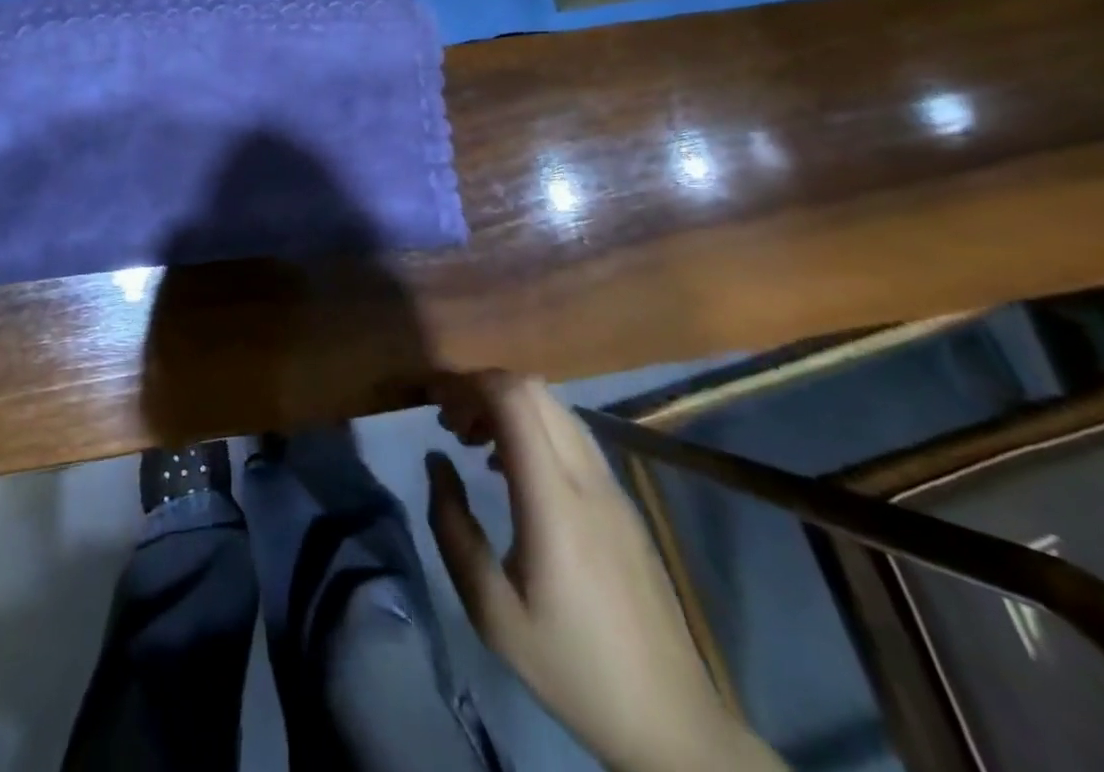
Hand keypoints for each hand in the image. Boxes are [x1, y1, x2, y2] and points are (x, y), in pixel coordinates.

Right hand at [426, 374, 783, 771]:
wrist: (670, 719)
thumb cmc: (570, 666)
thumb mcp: (491, 610)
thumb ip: (453, 526)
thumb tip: (436, 459)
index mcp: (554, 500)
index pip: (514, 398)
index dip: (468, 384)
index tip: (434, 402)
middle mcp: (587, 477)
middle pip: (533, 389)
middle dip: (482, 388)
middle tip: (451, 424)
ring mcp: (612, 485)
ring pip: (555, 406)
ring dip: (508, 405)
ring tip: (475, 442)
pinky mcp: (623, 500)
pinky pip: (572, 433)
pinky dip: (533, 426)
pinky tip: (511, 469)